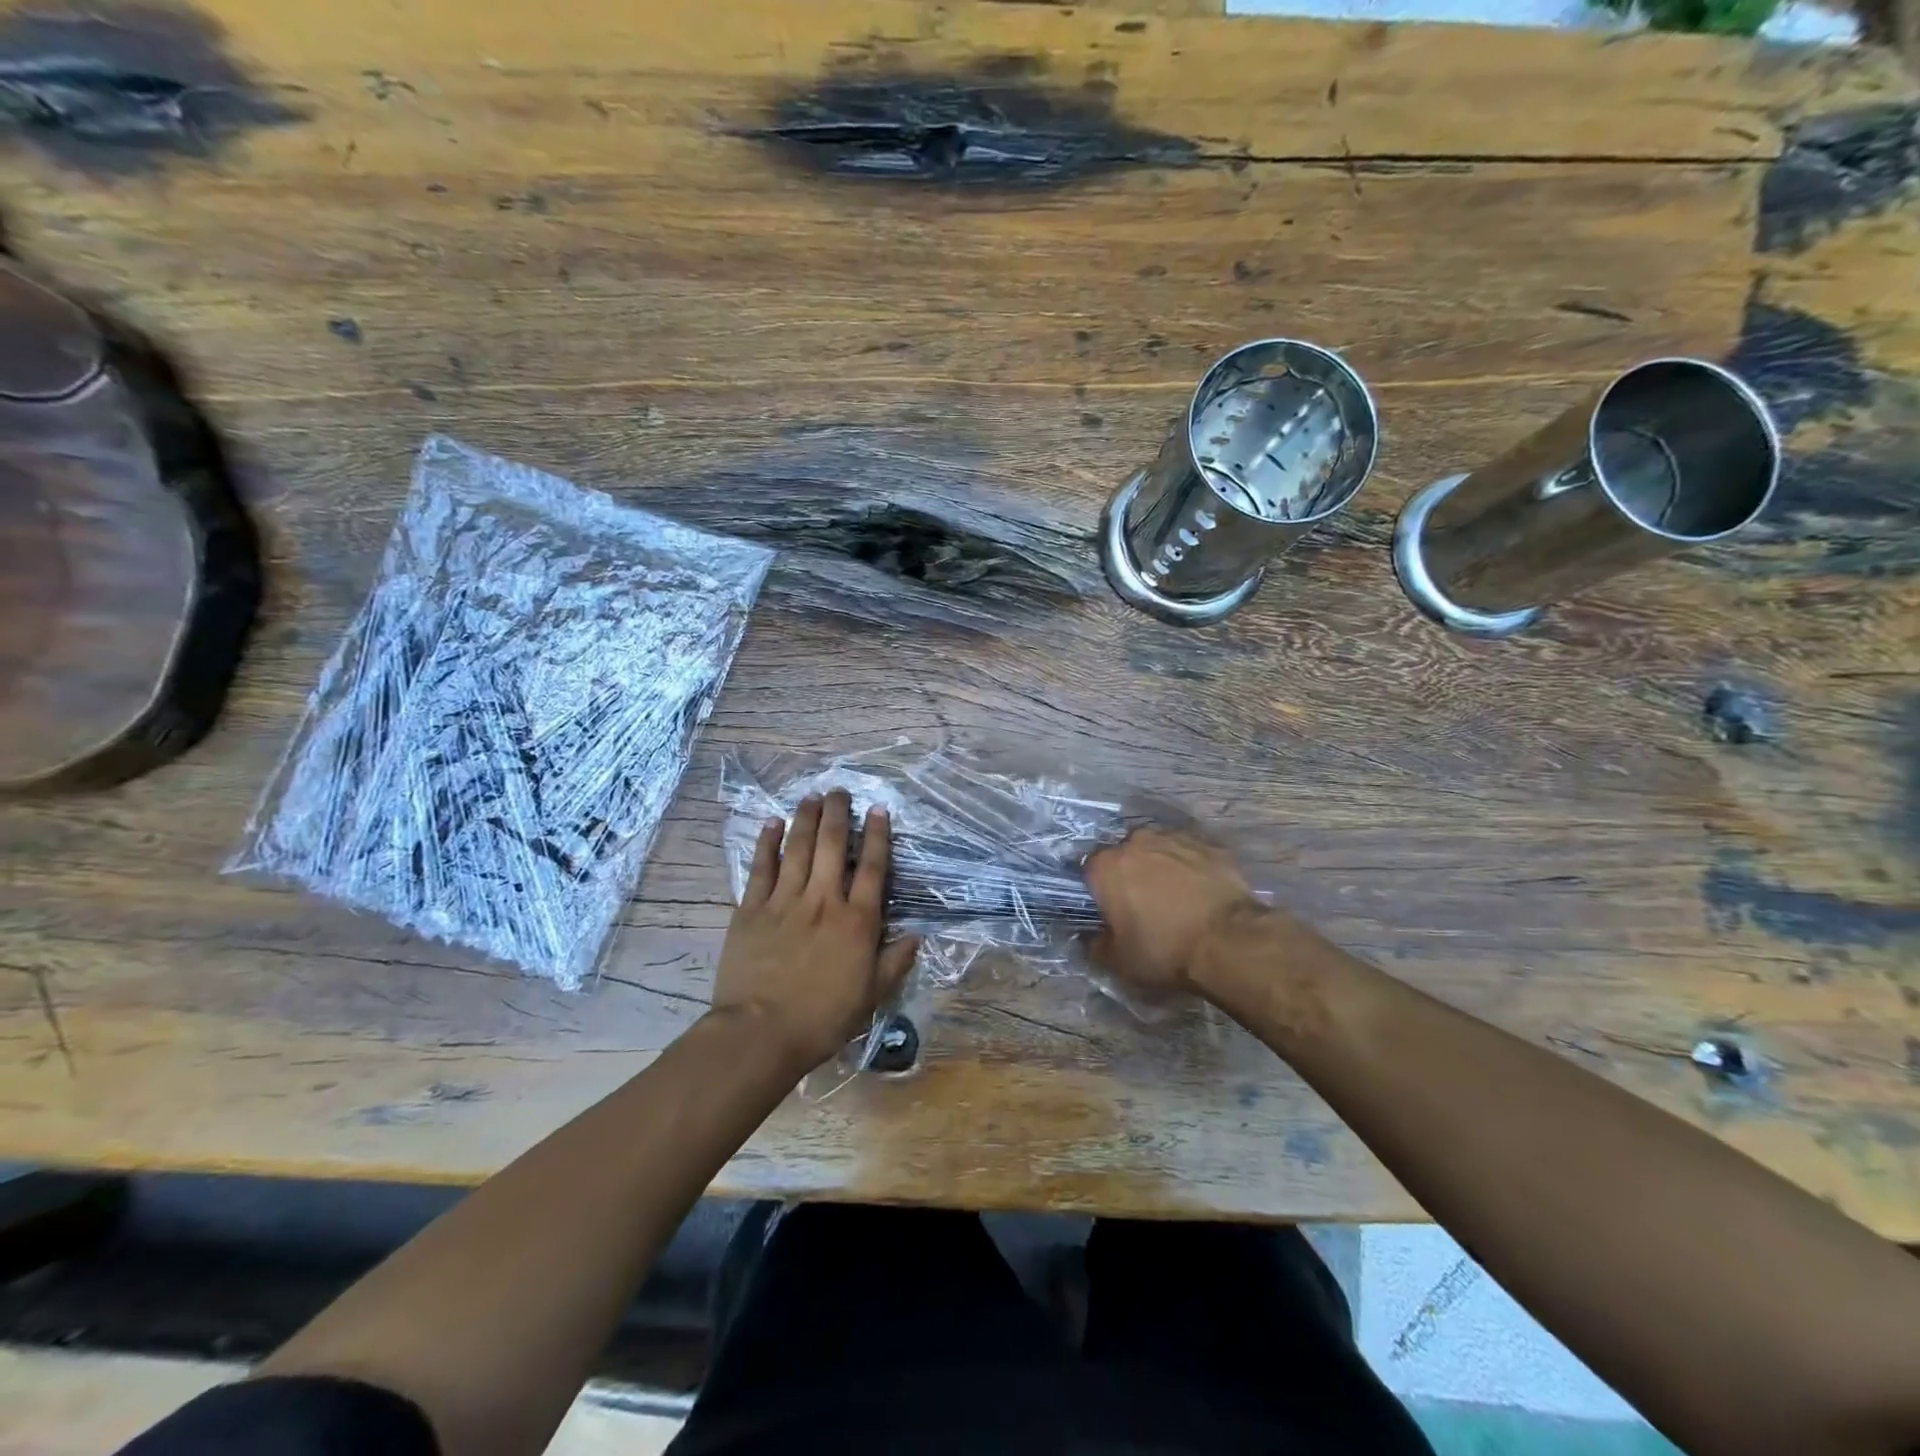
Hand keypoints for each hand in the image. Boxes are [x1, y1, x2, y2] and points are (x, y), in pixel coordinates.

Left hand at [711, 790, 919, 1072]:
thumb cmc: (822, 1018)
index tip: (878, 809)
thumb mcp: (871, 997)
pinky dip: (767, 843)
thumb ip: (895, 962)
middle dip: (838, 813)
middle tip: (839, 791)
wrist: (760, 1033)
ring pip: (798, 848)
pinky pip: (761, 868)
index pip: (871, 867)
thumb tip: (917, 935)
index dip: (877, 835)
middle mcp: (823, 900)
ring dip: (806, 818)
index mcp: (856, 921)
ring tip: (812, 796)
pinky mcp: (752, 909)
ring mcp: (785, 901)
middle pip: (832, 845)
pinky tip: (772, 823)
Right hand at [1084, 826, 1264, 997]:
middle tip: (1143, 907)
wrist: (1230, 940)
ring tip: (1176, 899)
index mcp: (1107, 866)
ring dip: (1161, 868)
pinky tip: (1202, 893)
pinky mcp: (1210, 845)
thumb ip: (1097, 946)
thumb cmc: (1165, 949)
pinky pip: (1190, 855)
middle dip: (1130, 875)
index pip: (1090, 871)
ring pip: (1159, 850)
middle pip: (1125, 855)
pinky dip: (1191, 869)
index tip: (1110, 912)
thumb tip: (1092, 938)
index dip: (1099, 892)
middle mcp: (1136, 842)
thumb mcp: (1120, 961)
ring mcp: (1176, 839)